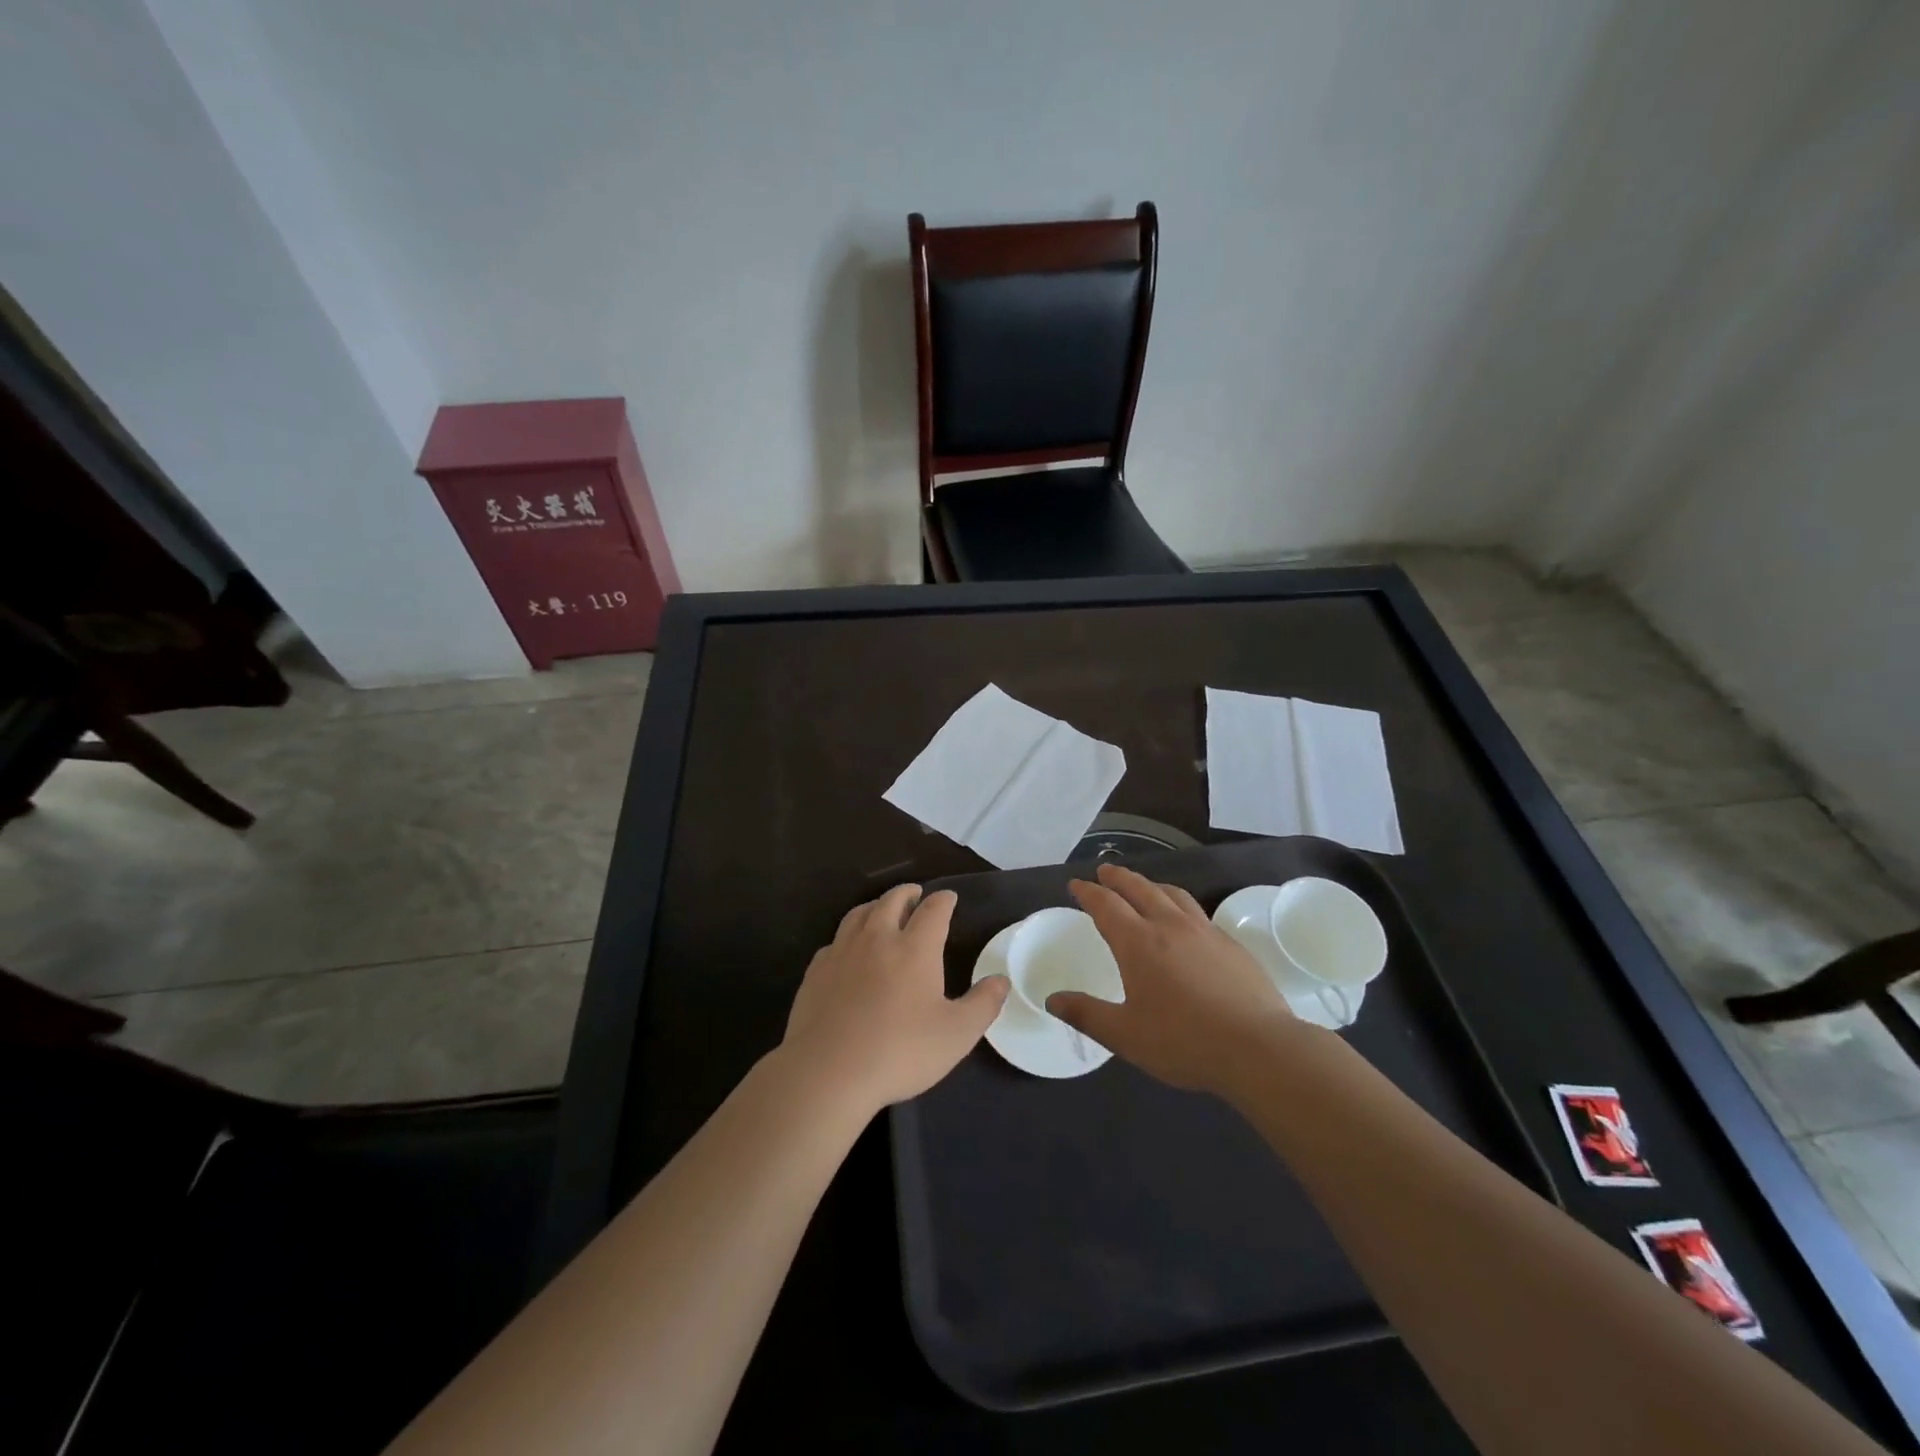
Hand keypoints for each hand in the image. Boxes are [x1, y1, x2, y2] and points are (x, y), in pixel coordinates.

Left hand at [779, 884, 1008, 1117]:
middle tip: (915, 894)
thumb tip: (1001, 980)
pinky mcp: (816, 971)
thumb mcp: (956, 1034)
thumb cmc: (900, 1051)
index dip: (943, 900)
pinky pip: (835, 941)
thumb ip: (983, 1004)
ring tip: (881, 909)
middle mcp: (877, 938)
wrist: (827, 1071)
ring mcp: (842, 952)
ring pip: (859, 914)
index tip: (949, 898)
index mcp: (915, 948)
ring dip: (875, 906)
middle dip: (907, 893)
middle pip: (892, 901)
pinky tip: (848, 949)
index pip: (933, 910)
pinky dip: (848, 935)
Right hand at [1047, 863, 1299, 1095]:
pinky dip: (1179, 905)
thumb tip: (1052, 1000)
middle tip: (1104, 871)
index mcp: (1138, 942)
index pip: (1106, 905)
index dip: (1088, 892)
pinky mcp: (1231, 944)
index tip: (1076, 885)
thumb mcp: (1125, 1035)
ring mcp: (1204, 932)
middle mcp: (1169, 926)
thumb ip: (1086, 1015)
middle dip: (1118, 877)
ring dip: (1151, 885)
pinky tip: (1184, 923)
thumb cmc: (1184, 1041)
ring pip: (1172, 894)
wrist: (1258, 1048)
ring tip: (1144, 887)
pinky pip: (1197, 912)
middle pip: (1139, 888)